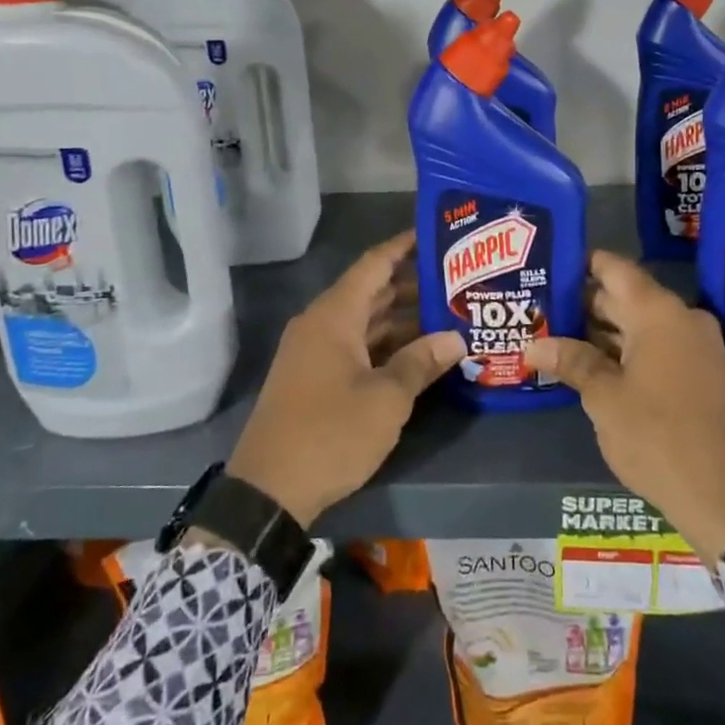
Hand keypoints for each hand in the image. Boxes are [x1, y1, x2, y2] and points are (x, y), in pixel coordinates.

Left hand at [228, 231, 464, 527]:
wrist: (268, 491)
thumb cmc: (331, 433)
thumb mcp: (386, 399)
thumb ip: (422, 362)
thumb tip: (456, 338)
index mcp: (334, 316)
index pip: (373, 264)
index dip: (403, 246)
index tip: (435, 232)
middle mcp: (321, 325)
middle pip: (371, 292)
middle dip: (412, 285)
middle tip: (457, 280)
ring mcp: (315, 353)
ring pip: (365, 322)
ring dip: (401, 319)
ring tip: (448, 315)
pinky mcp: (314, 378)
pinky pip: (355, 347)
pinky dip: (385, 345)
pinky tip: (418, 353)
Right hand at [524, 251, 724, 565]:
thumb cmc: (658, 437)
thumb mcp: (604, 398)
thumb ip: (572, 361)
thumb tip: (534, 345)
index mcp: (659, 313)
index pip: (615, 269)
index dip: (582, 264)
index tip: (551, 267)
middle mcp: (683, 319)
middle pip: (627, 296)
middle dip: (585, 304)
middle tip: (543, 310)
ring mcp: (698, 346)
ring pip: (642, 325)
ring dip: (604, 331)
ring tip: (558, 338)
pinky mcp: (704, 373)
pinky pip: (659, 346)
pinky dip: (628, 351)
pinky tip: (594, 366)